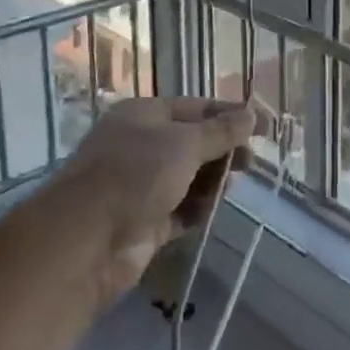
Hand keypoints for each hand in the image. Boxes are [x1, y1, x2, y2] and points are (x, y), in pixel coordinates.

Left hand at [52, 97, 254, 301]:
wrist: (87, 241)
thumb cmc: (136, 175)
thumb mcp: (184, 144)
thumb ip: (220, 132)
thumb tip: (251, 115)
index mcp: (144, 115)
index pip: (195, 108)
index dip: (229, 115)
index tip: (262, 126)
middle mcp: (141, 146)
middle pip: (193, 143)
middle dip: (223, 150)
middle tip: (251, 162)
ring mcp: (141, 186)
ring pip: (188, 178)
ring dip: (212, 180)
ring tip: (232, 185)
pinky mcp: (145, 222)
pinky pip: (180, 210)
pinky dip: (198, 209)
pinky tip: (214, 209)